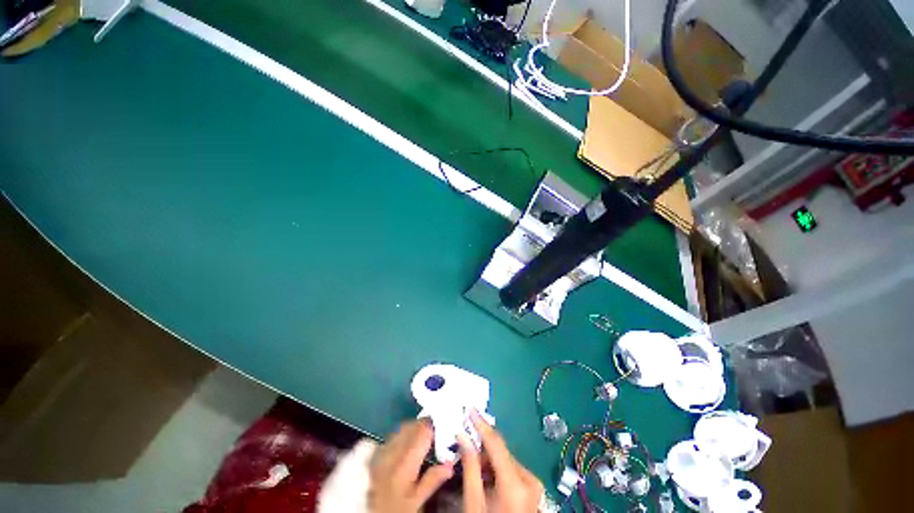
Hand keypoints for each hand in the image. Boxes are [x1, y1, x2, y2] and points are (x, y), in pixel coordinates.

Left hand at [369, 420, 453, 512]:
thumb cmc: (398, 509)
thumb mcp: (417, 501)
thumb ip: (433, 480)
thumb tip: (450, 464)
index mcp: (405, 464)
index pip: (422, 433)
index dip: (432, 426)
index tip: (442, 425)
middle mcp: (392, 454)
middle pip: (409, 427)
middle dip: (422, 424)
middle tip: (434, 428)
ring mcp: (381, 454)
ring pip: (399, 430)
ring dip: (412, 427)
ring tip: (422, 432)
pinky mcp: (375, 456)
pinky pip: (390, 436)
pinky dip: (400, 433)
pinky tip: (405, 440)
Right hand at [459, 410, 543, 512]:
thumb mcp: (474, 501)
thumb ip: (469, 466)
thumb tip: (462, 435)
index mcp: (516, 483)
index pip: (496, 443)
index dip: (482, 424)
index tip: (470, 409)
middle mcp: (529, 478)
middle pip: (501, 452)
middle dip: (482, 448)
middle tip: (464, 448)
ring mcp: (533, 482)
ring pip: (505, 459)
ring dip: (489, 460)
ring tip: (475, 470)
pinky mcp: (533, 486)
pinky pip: (511, 468)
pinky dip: (497, 469)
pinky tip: (487, 478)